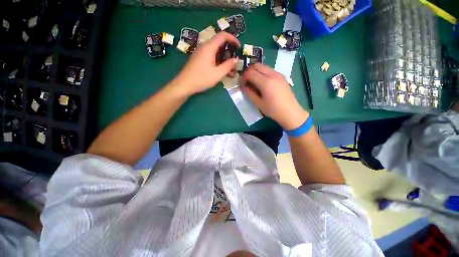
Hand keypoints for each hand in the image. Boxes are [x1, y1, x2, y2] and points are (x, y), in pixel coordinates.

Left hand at [172, 32, 239, 95]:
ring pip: (216, 53)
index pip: (223, 35)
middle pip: (220, 44)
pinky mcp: (200, 60)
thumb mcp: (217, 74)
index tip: (239, 47)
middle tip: (236, 62)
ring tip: (232, 71)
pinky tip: (224, 72)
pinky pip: (212, 58)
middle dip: (230, 52)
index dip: (233, 39)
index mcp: (209, 47)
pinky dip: (219, 63)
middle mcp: (205, 47)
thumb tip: (236, 60)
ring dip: (225, 60)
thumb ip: (228, 66)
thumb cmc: (201, 79)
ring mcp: (201, 54)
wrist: (185, 85)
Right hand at [241, 64, 308, 129]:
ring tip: (253, 82)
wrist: (290, 112)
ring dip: (256, 71)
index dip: (243, 77)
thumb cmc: (273, 110)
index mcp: (266, 82)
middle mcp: (272, 74)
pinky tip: (262, 83)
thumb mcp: (259, 103)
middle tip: (246, 81)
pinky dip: (262, 73)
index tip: (242, 84)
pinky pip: (269, 70)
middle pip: (257, 65)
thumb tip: (244, 87)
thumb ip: (250, 93)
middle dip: (249, 71)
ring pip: (263, 66)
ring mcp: (278, 74)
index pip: (250, 73)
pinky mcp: (281, 76)